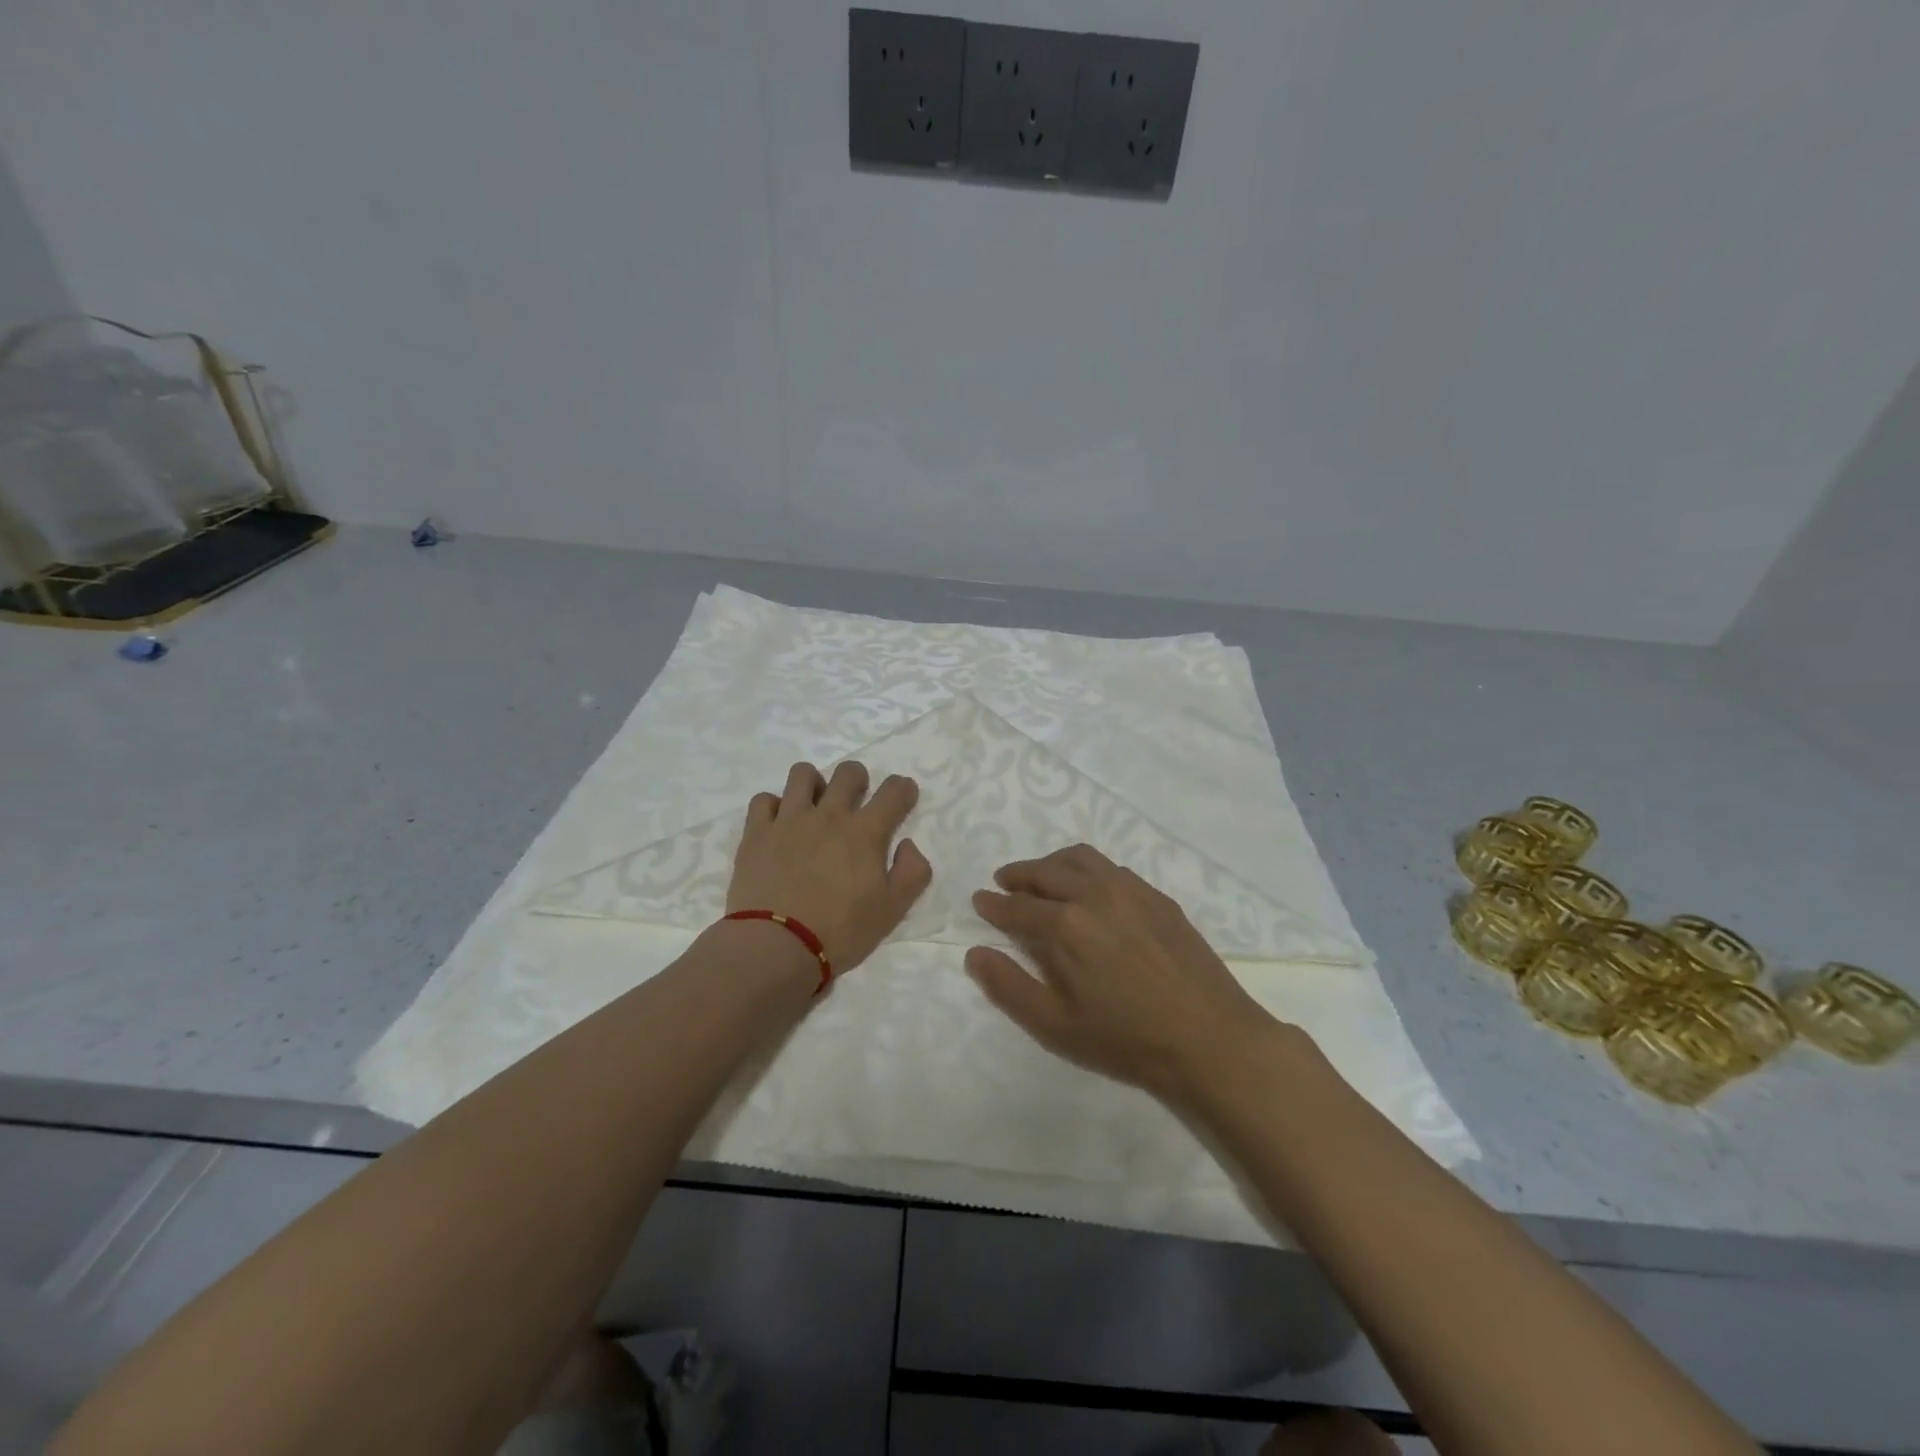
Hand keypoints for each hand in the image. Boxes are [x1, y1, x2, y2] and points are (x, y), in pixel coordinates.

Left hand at [727, 761, 932, 974]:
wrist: (776, 946)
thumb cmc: (840, 931)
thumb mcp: (892, 910)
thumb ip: (912, 872)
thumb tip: (908, 844)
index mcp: (865, 833)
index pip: (893, 792)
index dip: (903, 788)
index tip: (903, 796)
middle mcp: (828, 815)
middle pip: (848, 773)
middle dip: (858, 779)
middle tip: (856, 801)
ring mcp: (789, 820)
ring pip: (802, 774)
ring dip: (814, 784)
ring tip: (814, 806)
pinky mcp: (756, 833)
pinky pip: (764, 799)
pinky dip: (774, 806)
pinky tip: (779, 824)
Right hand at [968, 844, 1287, 1102]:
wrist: (1211, 1040)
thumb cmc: (1127, 1040)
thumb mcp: (1056, 1026)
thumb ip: (1009, 987)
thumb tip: (974, 953)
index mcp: (1066, 925)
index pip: (1018, 905)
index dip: (994, 904)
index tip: (980, 900)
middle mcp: (1095, 894)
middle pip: (1046, 871)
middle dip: (1019, 875)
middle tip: (1004, 883)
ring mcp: (1131, 890)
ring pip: (1080, 859)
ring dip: (1052, 864)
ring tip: (1042, 877)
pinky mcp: (1157, 897)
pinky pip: (1112, 868)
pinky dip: (1087, 870)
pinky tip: (1090, 889)